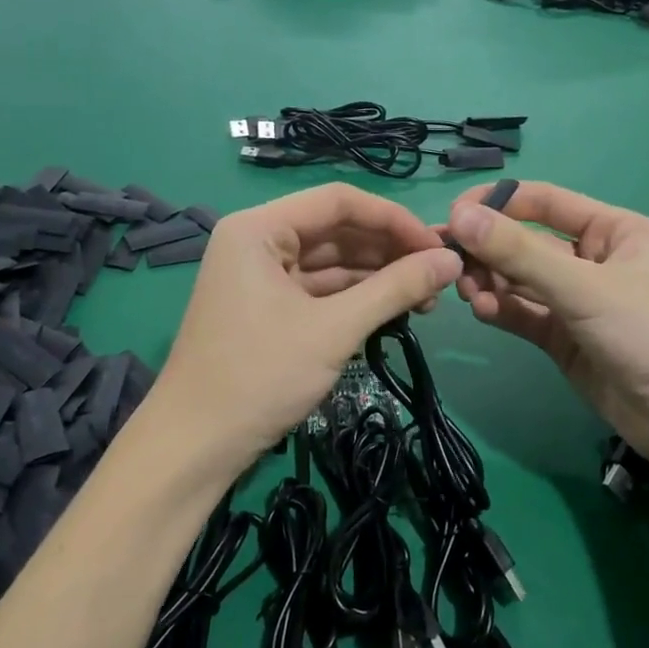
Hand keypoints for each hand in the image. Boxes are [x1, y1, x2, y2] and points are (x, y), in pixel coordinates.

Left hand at [158, 183, 461, 472]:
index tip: (439, 247)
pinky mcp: (266, 307)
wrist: (196, 445)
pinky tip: (393, 311)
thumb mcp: (334, 329)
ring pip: (330, 262)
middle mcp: (256, 241)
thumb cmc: (260, 376)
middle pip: (335, 230)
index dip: (394, 219)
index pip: (339, 201)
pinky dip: (354, 298)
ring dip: (376, 277)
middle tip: (438, 278)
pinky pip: (318, 290)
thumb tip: (452, 260)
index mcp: (259, 228)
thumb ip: (396, 289)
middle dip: (388, 251)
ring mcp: (259, 276)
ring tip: (426, 300)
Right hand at [445, 181, 648, 464]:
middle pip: (526, 243)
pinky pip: (524, 314)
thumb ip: (520, 253)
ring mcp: (576, 301)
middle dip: (488, 250)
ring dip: (491, 281)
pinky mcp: (563, 338)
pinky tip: (483, 311)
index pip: (544, 202)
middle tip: (448, 261)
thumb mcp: (585, 288)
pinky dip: (502, 310)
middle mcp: (592, 260)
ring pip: (520, 280)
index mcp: (612, 230)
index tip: (454, 216)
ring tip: (467, 291)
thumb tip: (459, 218)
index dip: (498, 203)